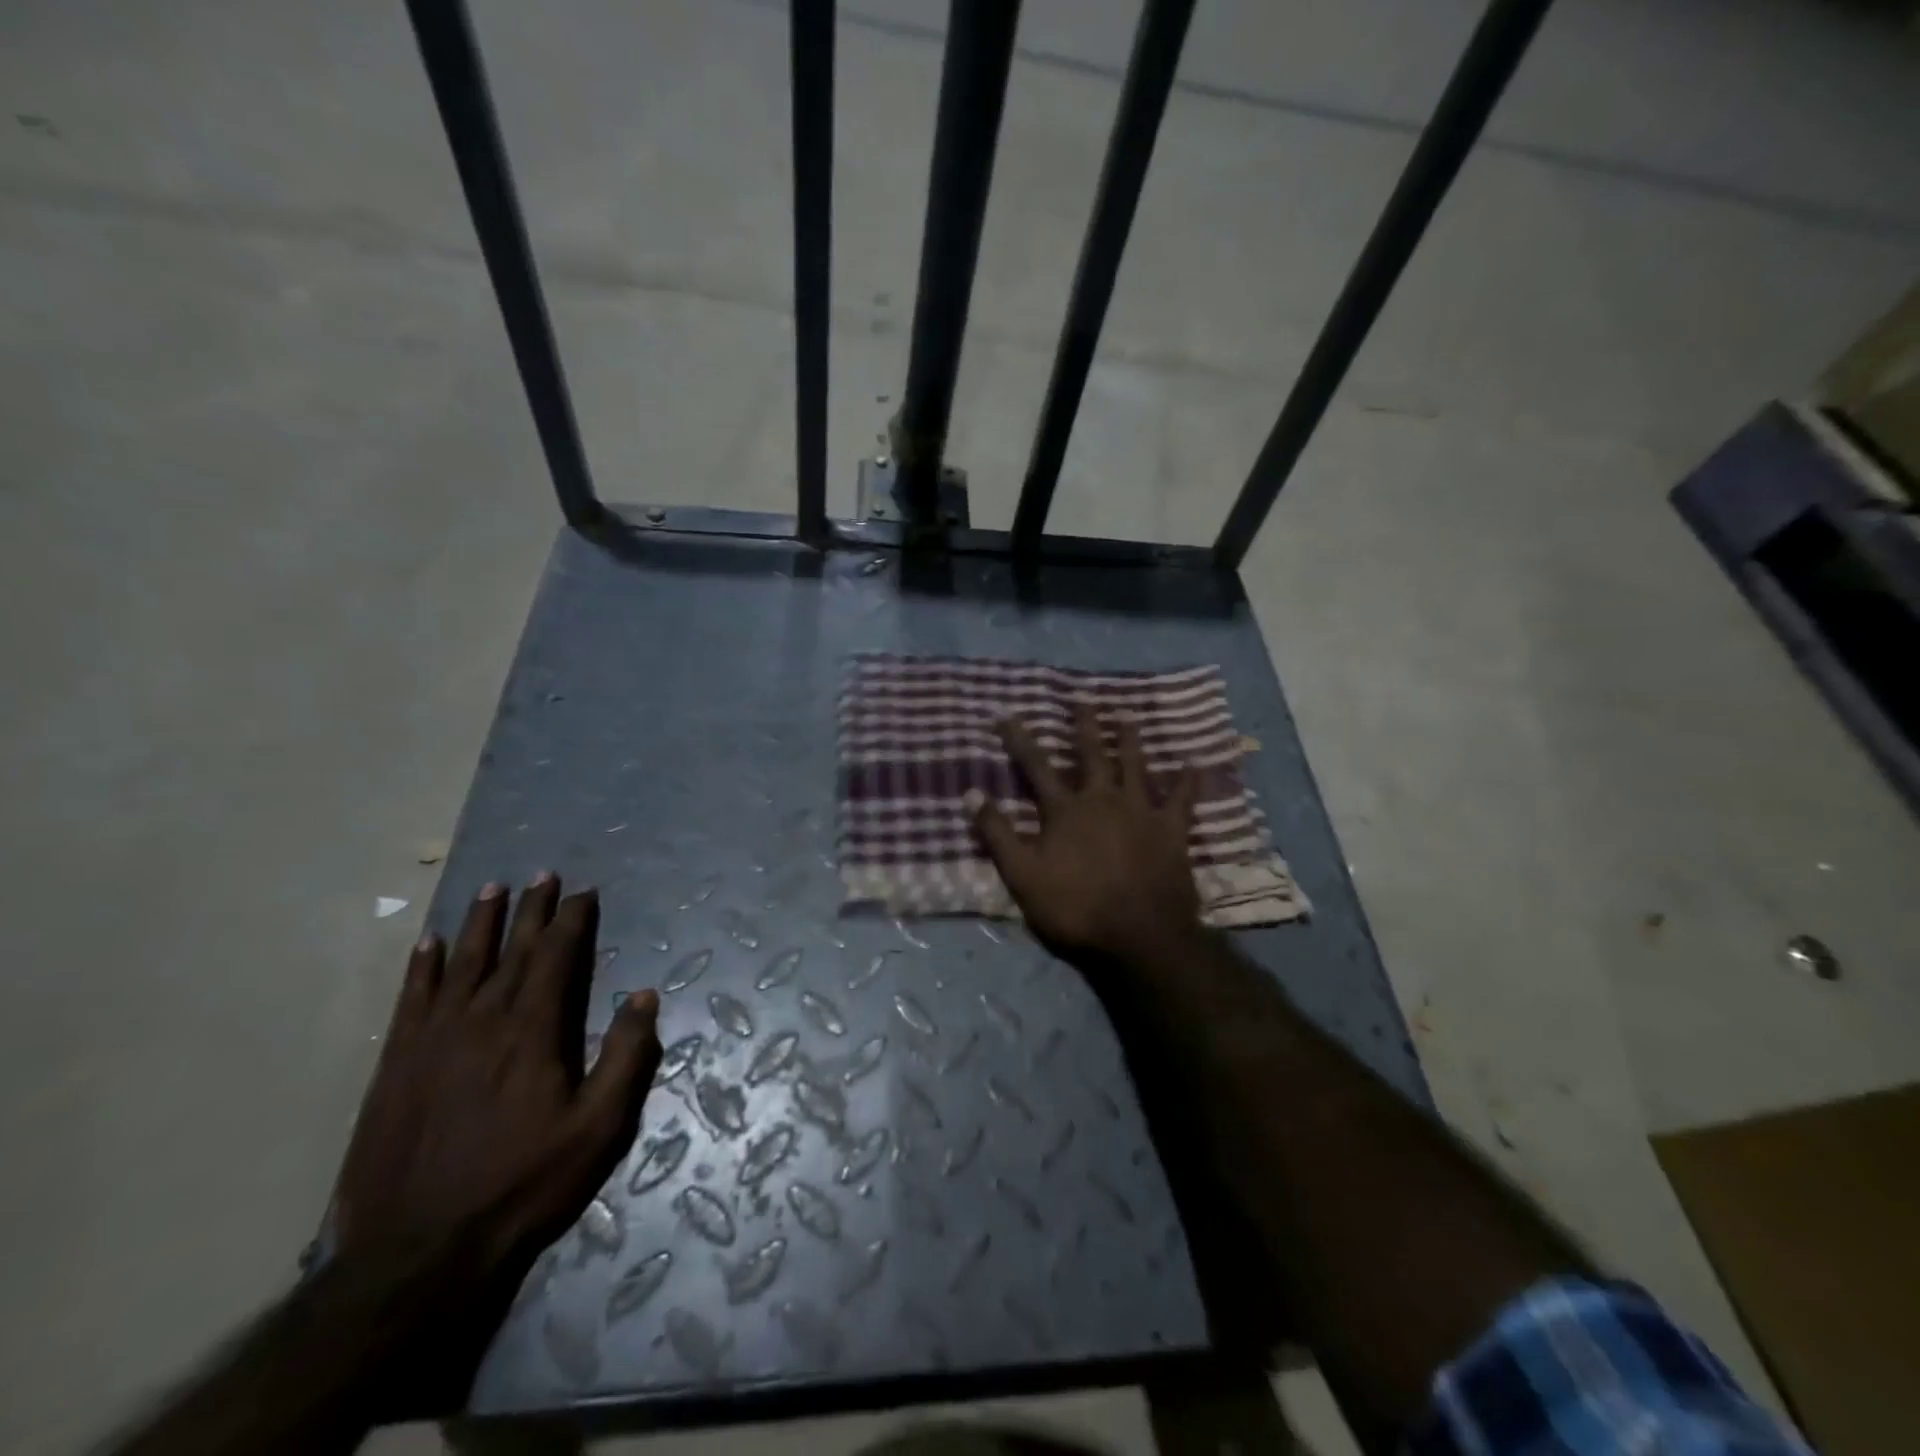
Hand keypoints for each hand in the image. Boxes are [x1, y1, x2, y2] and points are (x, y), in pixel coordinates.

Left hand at [330, 875, 661, 1411]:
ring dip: (479, 923)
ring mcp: (433, 1039)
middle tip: (543, 874)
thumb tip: (645, 996)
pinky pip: (411, 999)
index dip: (572, 920)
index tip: (583, 892)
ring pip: (461, 963)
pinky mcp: (395, 1065)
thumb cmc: (522, 1185)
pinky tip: (428, 945)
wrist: (417, 1252)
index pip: (556, 956)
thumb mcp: (598, 1128)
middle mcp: (482, 1019)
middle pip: (511, 949)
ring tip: (491, 889)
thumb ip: (626, 1057)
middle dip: (531, 909)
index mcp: (532, 1030)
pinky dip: (422, 967)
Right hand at [968, 701, 1199, 966]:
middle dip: (1084, 725)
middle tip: (1083, 698)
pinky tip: (1194, 763)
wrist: (1140, 936)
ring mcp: (1141, 811)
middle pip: (1091, 754)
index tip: (1006, 714)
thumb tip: (970, 793)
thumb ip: (997, 834)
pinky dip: (1188, 780)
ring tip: (1127, 715)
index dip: (1019, 739)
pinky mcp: (1172, 830)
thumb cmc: (1075, 908)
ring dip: (1129, 739)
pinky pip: (1182, 798)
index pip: (1036, 766)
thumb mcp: (1022, 875)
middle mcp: (1103, 800)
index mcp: (1065, 810)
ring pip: (1135, 765)